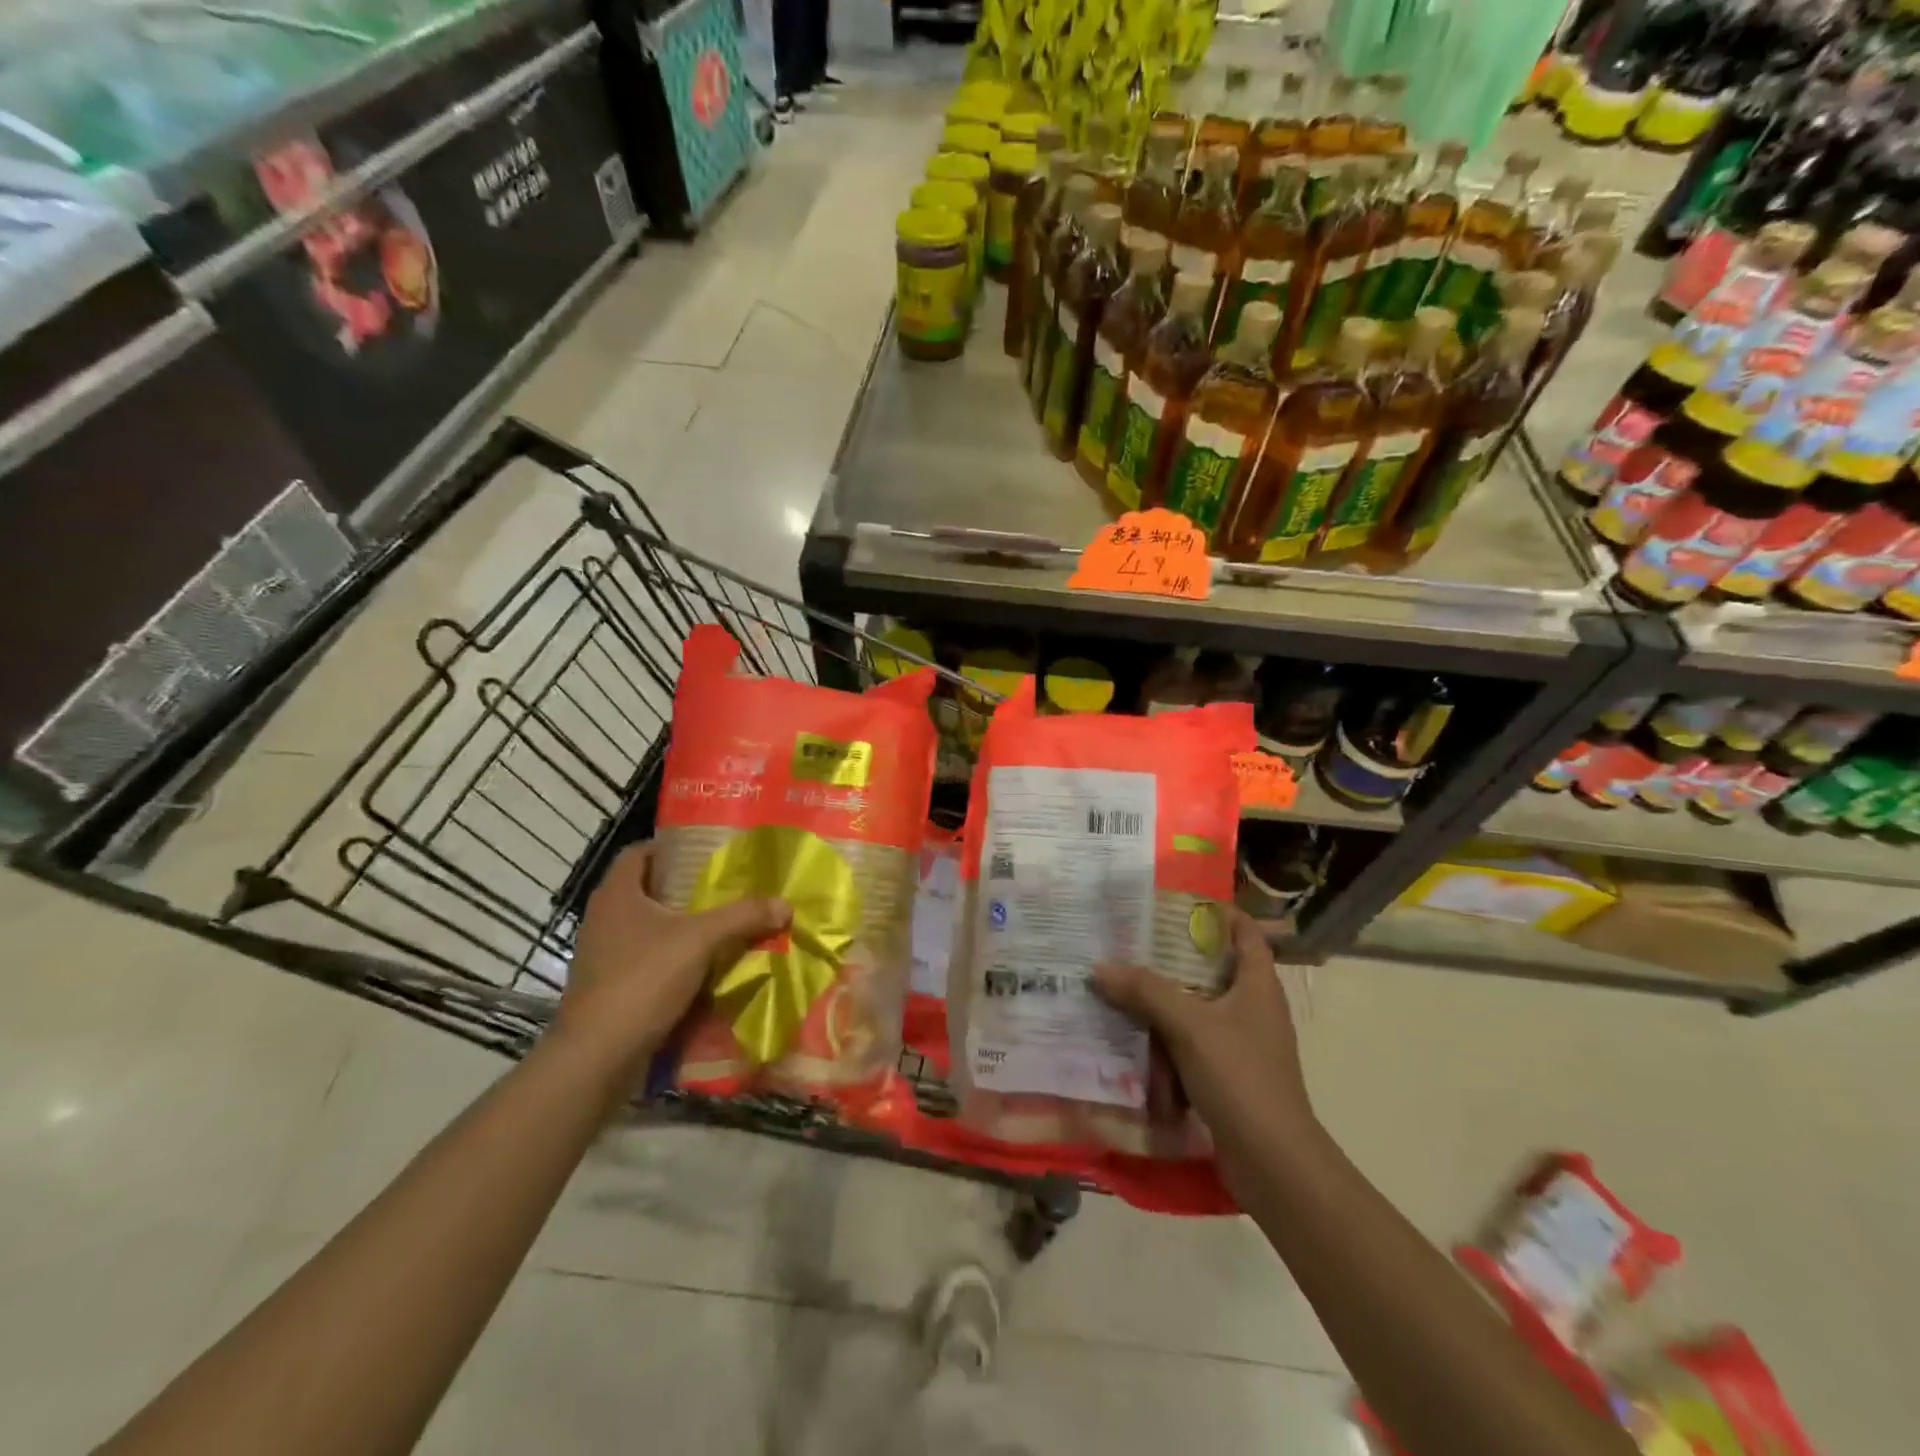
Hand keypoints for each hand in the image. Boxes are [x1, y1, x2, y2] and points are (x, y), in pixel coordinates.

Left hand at [554, 842, 790, 1073]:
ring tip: (721, 927)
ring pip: (647, 928)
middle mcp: (604, 918)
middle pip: (646, 890)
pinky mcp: (607, 987)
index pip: (638, 852)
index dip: (670, 847)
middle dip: (684, 889)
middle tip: (724, 888)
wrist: (596, 1055)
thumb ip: (743, 917)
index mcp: (617, 894)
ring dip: (680, 927)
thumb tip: (785, 904)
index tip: (705, 852)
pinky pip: (645, 960)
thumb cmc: (642, 980)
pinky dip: (671, 959)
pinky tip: (702, 968)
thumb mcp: (701, 940)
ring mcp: (602, 955)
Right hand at [1093, 909, 1313, 1155]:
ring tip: (1122, 982)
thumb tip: (1100, 967)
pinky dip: (1166, 1037)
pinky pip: (1191, 1043)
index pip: (1244, 931)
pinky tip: (1133, 1036)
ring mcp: (1242, 1043)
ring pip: (1197, 1007)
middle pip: (1212, 967)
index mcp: (1258, 984)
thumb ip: (1146, 991)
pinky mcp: (1228, 1075)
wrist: (1274, 1163)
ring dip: (1164, 999)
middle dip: (1172, 955)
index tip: (1171, 902)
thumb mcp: (1190, 1026)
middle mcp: (1253, 1007)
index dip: (1215, 911)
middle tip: (1130, 940)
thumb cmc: (1241, 1078)